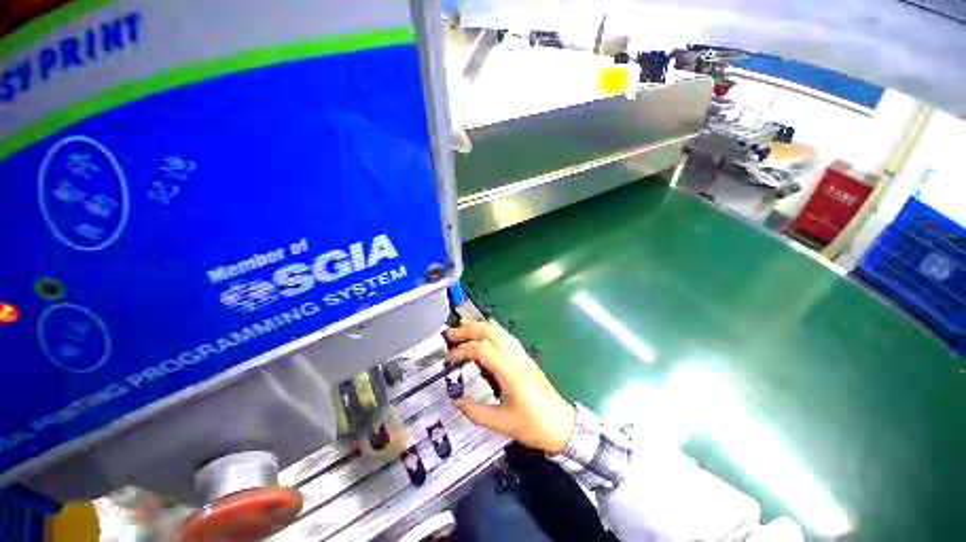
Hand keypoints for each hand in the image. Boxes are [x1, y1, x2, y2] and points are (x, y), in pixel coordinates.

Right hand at [445, 321, 575, 454]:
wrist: (562, 425)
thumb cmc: (534, 425)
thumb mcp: (502, 423)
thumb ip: (476, 412)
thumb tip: (457, 402)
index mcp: (510, 371)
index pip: (482, 349)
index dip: (462, 350)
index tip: (449, 359)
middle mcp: (516, 357)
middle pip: (490, 331)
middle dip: (468, 330)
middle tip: (450, 336)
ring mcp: (522, 355)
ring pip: (499, 330)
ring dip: (479, 328)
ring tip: (462, 333)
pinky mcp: (525, 357)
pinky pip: (506, 336)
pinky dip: (491, 331)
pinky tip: (484, 335)